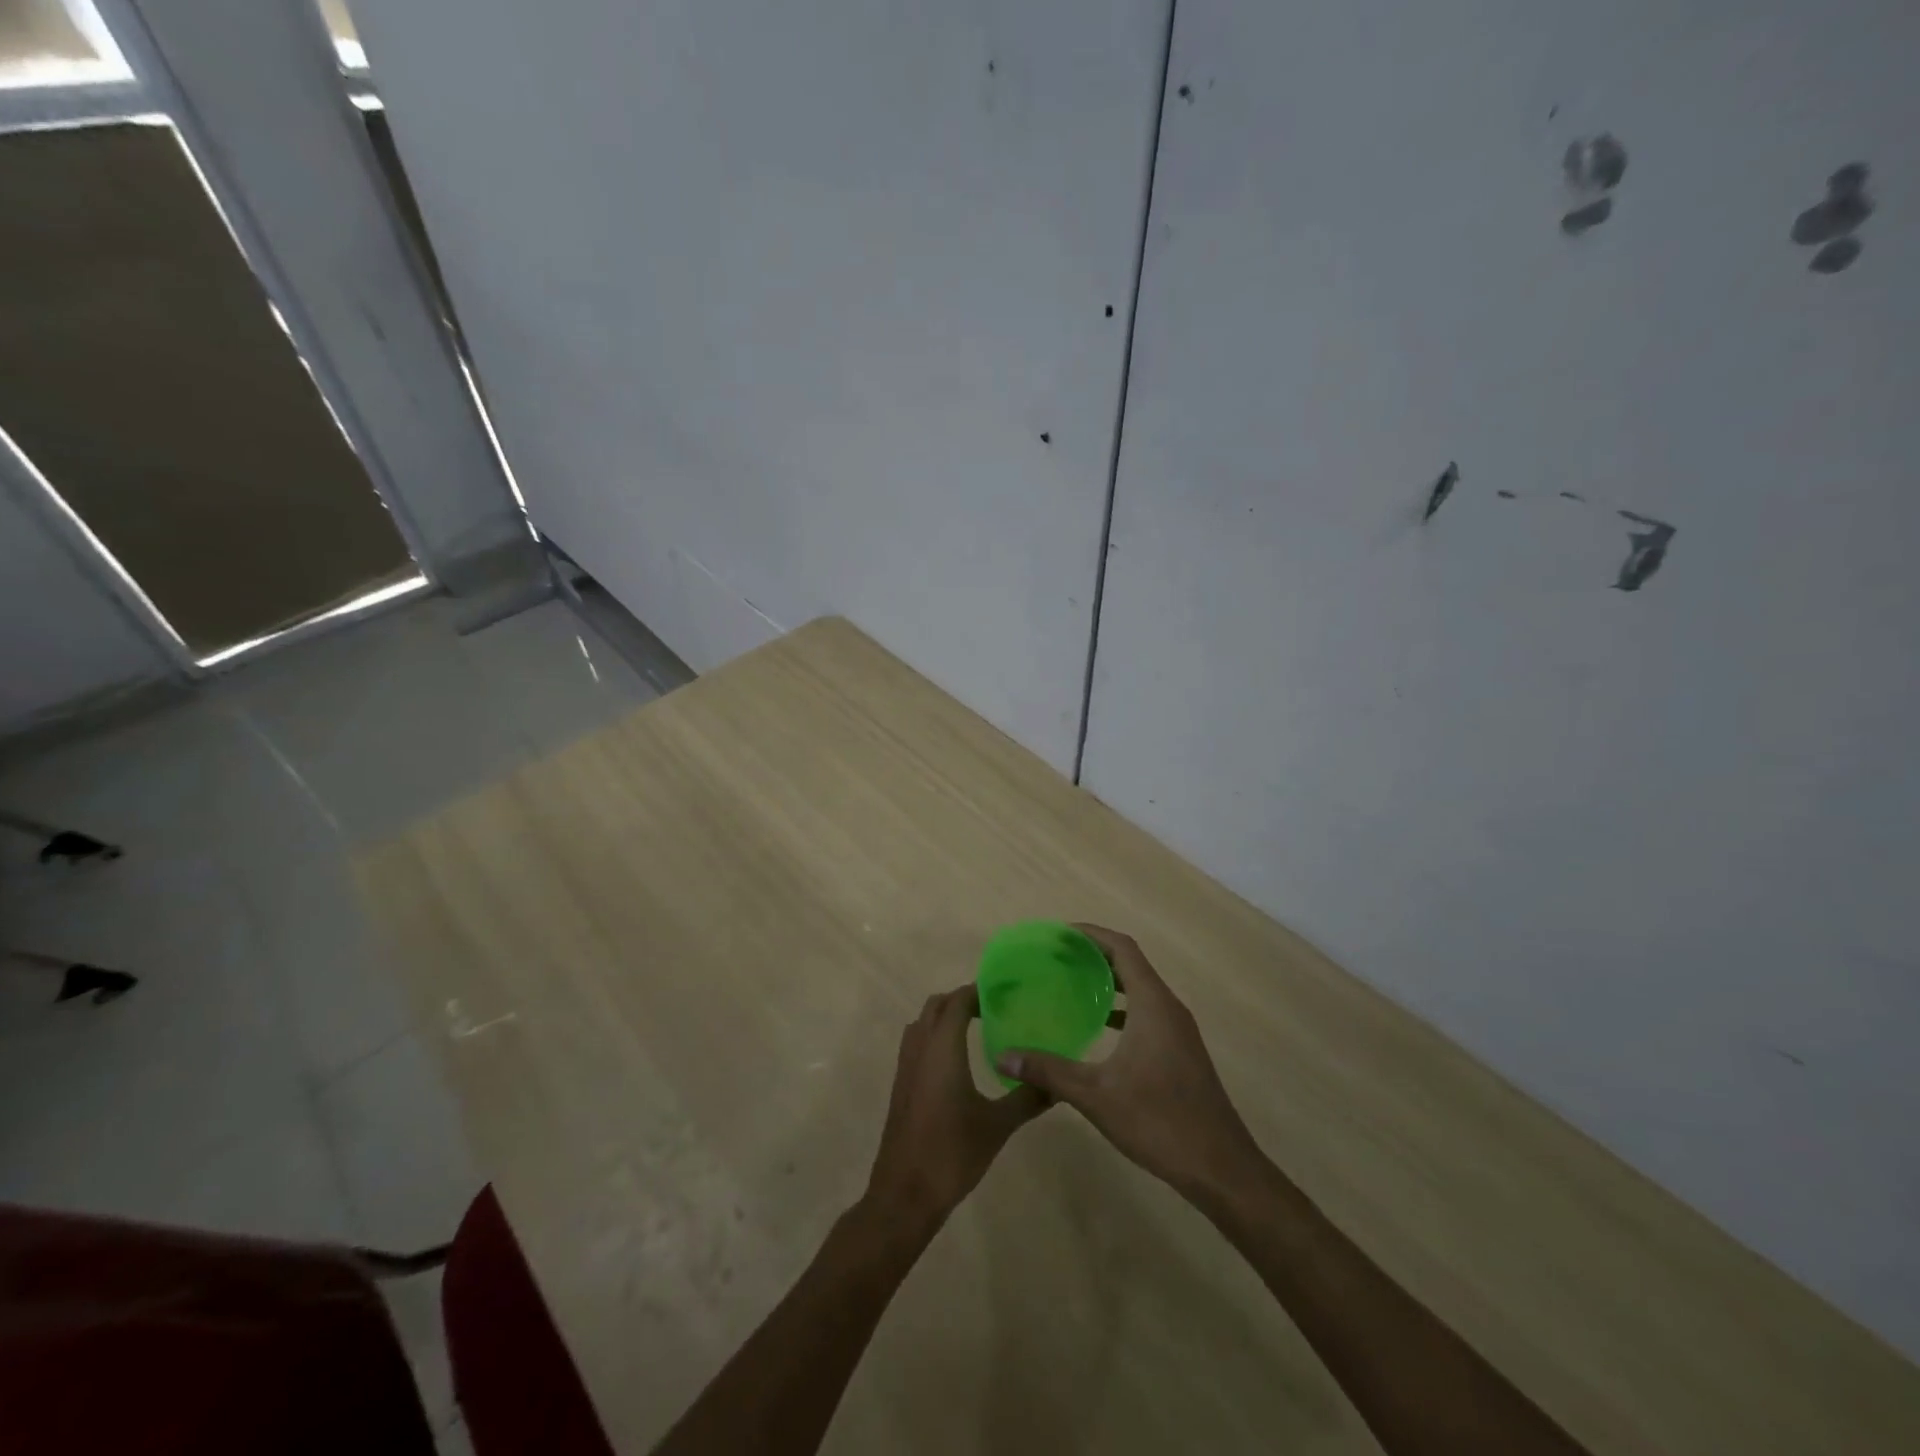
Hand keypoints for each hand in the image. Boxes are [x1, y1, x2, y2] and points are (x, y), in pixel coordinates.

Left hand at [865, 986, 1049, 1231]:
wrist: (905, 1193)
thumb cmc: (952, 1153)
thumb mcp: (997, 1125)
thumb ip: (1027, 1098)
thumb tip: (1058, 1083)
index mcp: (942, 1048)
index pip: (957, 1001)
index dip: (978, 991)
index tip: (1005, 991)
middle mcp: (920, 1048)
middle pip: (937, 1005)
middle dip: (961, 1000)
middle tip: (994, 1008)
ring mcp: (906, 1066)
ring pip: (922, 1023)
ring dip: (944, 1016)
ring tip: (977, 1028)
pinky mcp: (901, 1085)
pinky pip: (916, 1043)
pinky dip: (934, 1036)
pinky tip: (956, 1061)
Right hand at [995, 925, 1260, 1198]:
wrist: (1221, 1169)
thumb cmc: (1160, 1122)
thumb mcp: (1096, 1095)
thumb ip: (1049, 1071)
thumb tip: (1003, 1055)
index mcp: (1153, 1005)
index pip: (1122, 948)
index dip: (1091, 935)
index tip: (1059, 934)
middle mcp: (1169, 1008)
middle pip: (1131, 964)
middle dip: (1095, 955)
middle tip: (1056, 957)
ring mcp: (1179, 1031)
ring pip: (1141, 990)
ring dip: (1109, 981)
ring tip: (1071, 984)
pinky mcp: (1181, 1052)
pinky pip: (1147, 1012)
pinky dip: (1122, 1008)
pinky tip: (1098, 1026)